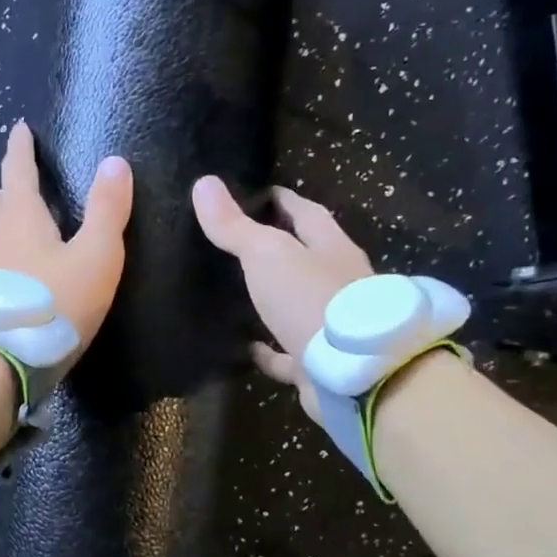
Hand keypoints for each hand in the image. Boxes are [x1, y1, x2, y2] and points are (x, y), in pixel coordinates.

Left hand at [0, 121, 132, 359]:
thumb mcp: (96, 255)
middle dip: (11, 187)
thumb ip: (108, 210)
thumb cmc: (57, 301)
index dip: (20, 148)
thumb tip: (115, 162)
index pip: (17, 170)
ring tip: (25, 227)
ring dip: (5, 220)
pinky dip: (4, 253)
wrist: (8, 359)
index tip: (20, 129)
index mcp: (20, 216)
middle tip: (26, 183)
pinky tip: (19, 272)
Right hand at [191, 175, 371, 420]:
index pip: (306, 213)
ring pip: (297, 305)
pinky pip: (287, 353)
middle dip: (279, 249)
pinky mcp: (319, 364)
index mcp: (331, 248)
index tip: (256, 192)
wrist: (353, 374)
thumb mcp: (267, 254)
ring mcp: (331, 325)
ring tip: (236, 292)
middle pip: (306, 258)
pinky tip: (244, 346)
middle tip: (239, 241)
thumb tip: (203, 181)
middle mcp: (337, 283)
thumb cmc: (312, 300)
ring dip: (273, 299)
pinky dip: (267, 350)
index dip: (282, 200)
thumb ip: (235, 225)